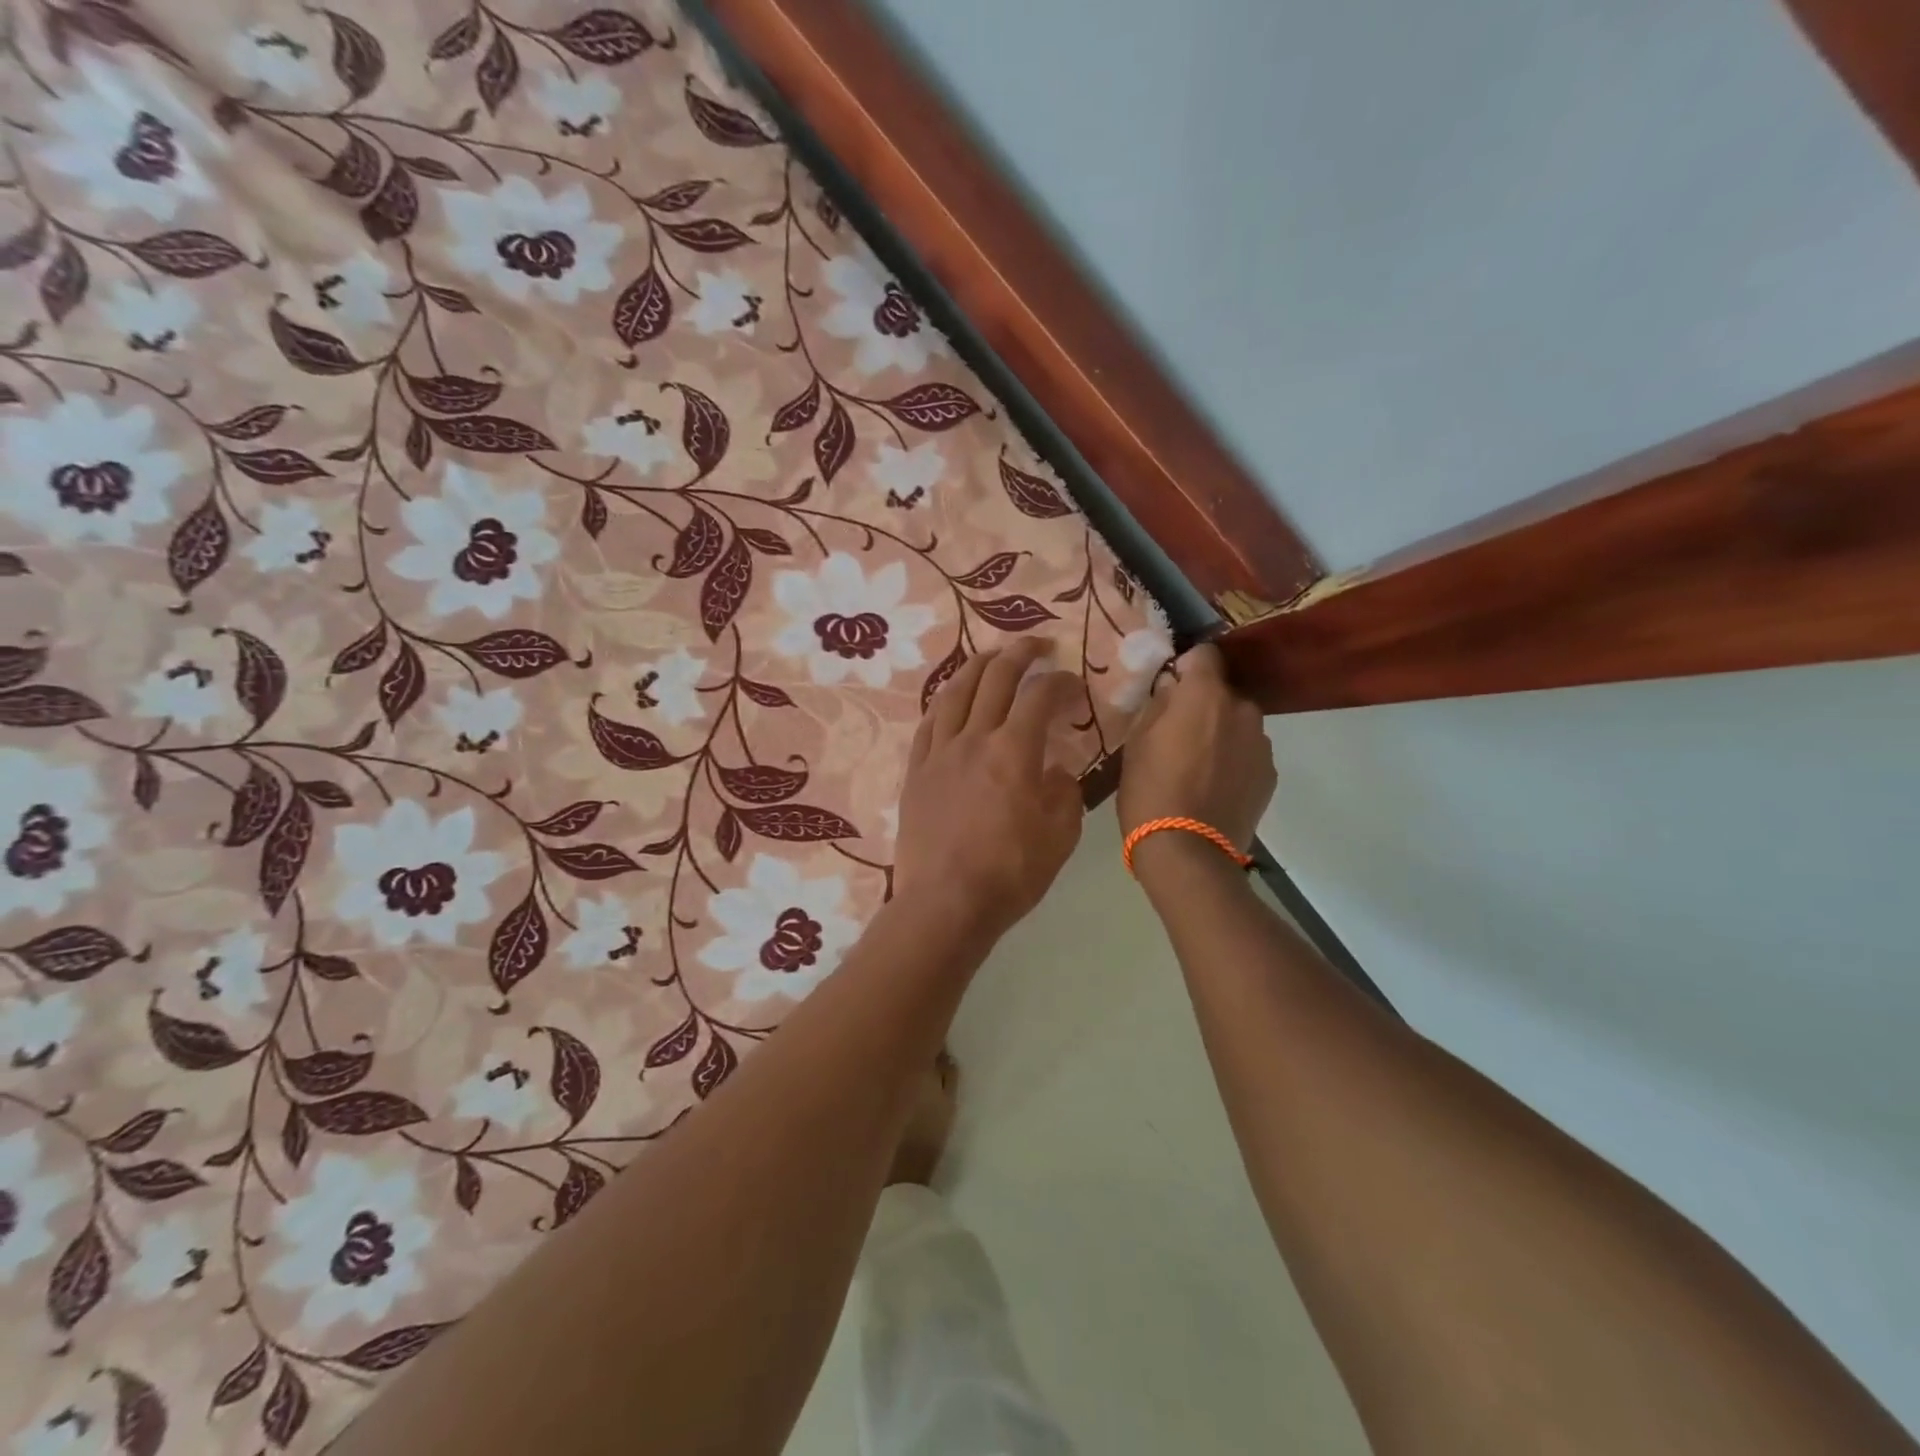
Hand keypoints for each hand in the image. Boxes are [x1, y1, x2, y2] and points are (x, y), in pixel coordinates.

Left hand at [894, 639, 1083, 939]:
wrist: (946, 903)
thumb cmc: (1011, 873)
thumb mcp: (1061, 836)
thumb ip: (1064, 792)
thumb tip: (1055, 769)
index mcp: (1014, 750)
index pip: (1040, 697)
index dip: (1061, 683)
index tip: (1073, 685)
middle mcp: (974, 738)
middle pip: (995, 679)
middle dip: (1020, 654)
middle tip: (1036, 646)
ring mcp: (939, 752)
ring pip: (956, 692)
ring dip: (977, 666)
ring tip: (991, 657)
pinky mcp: (916, 771)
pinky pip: (928, 723)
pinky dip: (944, 701)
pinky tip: (950, 698)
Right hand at [1117, 643, 1274, 869]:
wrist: (1187, 852)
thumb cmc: (1150, 791)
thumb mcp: (1136, 743)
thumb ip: (1158, 705)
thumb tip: (1173, 688)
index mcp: (1205, 695)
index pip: (1204, 654)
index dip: (1186, 666)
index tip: (1170, 687)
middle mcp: (1242, 709)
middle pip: (1222, 692)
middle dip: (1203, 705)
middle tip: (1177, 735)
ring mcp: (1262, 743)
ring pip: (1237, 723)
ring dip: (1220, 733)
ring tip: (1196, 767)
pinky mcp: (1270, 774)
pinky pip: (1248, 752)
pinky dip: (1233, 760)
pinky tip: (1213, 787)